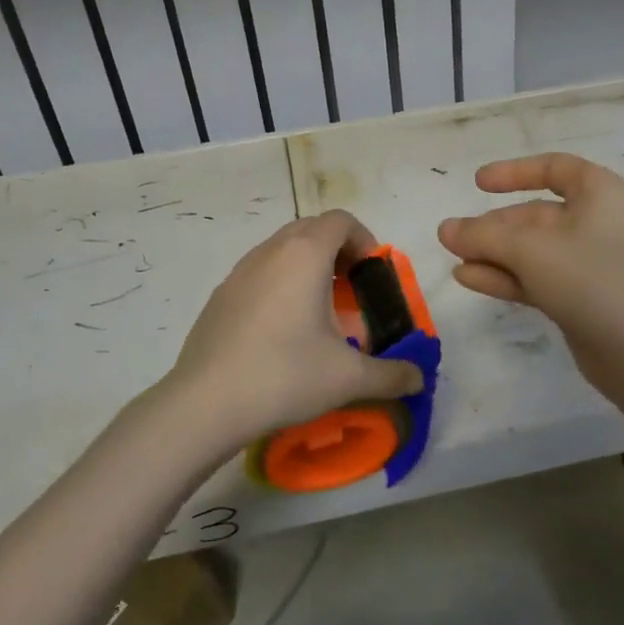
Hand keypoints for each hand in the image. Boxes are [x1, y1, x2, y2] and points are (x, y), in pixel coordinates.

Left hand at [163, 210, 423, 460]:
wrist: (205, 404)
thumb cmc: (284, 376)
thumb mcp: (349, 378)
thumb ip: (392, 375)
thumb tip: (418, 379)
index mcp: (304, 255)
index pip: (341, 220)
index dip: (365, 240)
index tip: (373, 276)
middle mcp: (270, 251)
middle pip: (312, 229)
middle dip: (338, 251)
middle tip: (352, 292)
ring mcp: (239, 271)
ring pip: (282, 249)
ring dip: (308, 267)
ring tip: (319, 312)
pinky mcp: (220, 295)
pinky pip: (260, 273)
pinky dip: (280, 284)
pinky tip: (281, 332)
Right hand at [437, 153, 623, 388]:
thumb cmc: (590, 278)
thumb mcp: (529, 248)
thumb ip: (483, 235)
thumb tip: (445, 229)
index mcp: (599, 193)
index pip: (554, 168)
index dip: (515, 172)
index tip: (478, 183)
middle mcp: (596, 222)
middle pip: (535, 214)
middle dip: (493, 225)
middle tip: (452, 238)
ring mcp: (588, 263)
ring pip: (531, 249)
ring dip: (493, 253)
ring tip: (454, 258)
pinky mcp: (579, 298)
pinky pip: (535, 277)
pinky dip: (505, 276)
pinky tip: (469, 279)